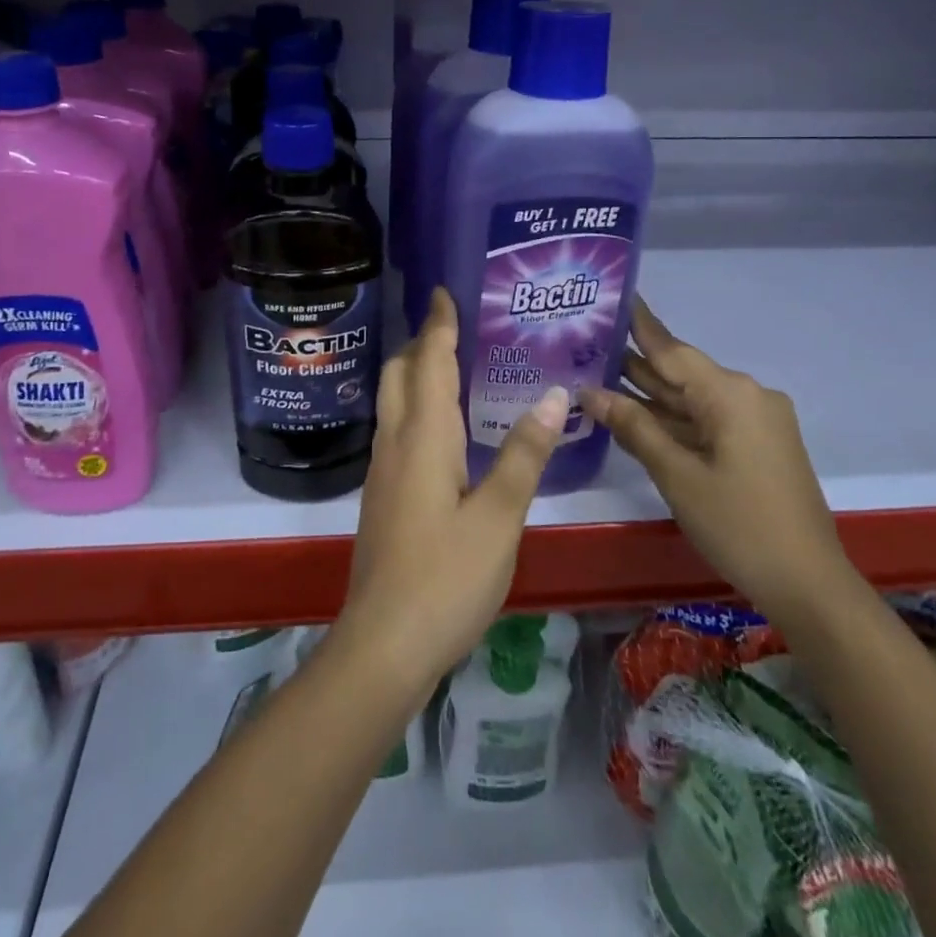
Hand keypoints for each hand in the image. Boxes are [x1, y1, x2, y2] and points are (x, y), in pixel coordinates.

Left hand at [334, 289, 565, 697]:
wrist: (383, 644)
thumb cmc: (446, 577)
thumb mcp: (499, 516)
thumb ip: (524, 454)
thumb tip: (552, 395)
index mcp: (423, 437)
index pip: (429, 363)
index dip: (438, 326)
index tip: (443, 291)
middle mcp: (396, 443)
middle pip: (399, 374)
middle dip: (421, 343)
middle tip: (455, 327)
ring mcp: (383, 471)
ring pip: (393, 402)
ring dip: (416, 373)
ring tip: (454, 366)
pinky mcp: (383, 496)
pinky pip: (397, 429)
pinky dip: (416, 407)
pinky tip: (443, 428)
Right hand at [577, 298, 849, 619]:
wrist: (809, 585)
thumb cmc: (739, 525)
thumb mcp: (677, 475)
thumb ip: (634, 427)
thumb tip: (590, 393)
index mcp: (730, 393)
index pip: (671, 349)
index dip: (637, 324)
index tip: (611, 295)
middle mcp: (746, 396)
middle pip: (680, 373)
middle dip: (633, 364)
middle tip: (583, 345)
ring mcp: (754, 421)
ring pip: (691, 399)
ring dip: (649, 395)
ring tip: (595, 377)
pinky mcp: (757, 445)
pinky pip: (706, 421)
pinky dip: (672, 420)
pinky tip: (634, 416)